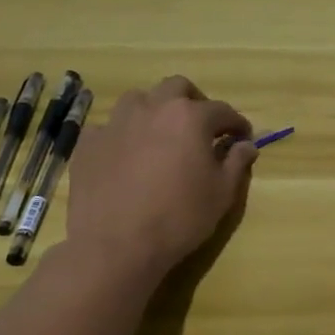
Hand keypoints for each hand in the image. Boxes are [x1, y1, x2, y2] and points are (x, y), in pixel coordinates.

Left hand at [64, 76, 257, 279]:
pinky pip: (109, 127)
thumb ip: (237, 162)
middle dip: (194, 102)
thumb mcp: (222, 193)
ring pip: (139, 99)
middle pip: (177, 88)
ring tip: (161, 135)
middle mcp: (153, 108)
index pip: (222, 110)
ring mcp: (116, 123)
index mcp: (190, 117)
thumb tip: (246, 145)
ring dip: (155, 110)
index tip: (242, 138)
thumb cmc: (179, 218)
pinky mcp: (88, 143)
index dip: (236, 124)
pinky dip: (123, 134)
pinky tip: (126, 156)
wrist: (115, 246)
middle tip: (201, 128)